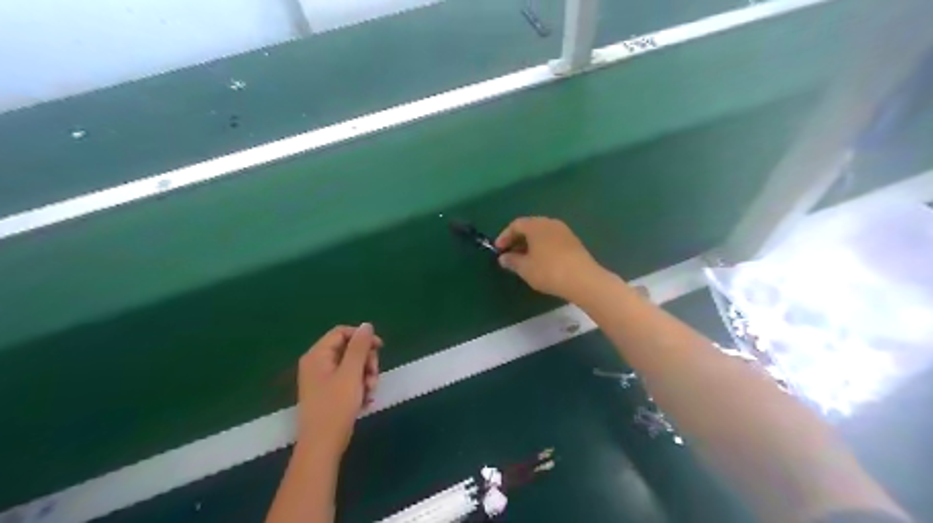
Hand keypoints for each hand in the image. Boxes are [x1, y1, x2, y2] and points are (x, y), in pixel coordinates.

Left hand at [297, 322, 380, 457]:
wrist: (323, 445)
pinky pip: (350, 381)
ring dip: (366, 376)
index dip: (362, 337)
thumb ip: (360, 347)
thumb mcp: (351, 373)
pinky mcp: (330, 393)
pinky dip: (360, 387)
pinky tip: (366, 400)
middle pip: (349, 349)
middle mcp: (318, 364)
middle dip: (366, 361)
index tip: (380, 347)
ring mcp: (323, 379)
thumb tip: (367, 325)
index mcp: (317, 355)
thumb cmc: (336, 406)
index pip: (342, 333)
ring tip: (371, 392)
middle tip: (374, 375)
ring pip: (353, 366)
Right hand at [494, 215, 604, 297]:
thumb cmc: (548, 271)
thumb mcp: (525, 268)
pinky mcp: (574, 242)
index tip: (498, 250)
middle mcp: (550, 223)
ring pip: (542, 234)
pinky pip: (552, 240)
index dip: (504, 236)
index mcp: (536, 225)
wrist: (583, 279)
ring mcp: (564, 231)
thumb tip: (504, 258)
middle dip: (517, 239)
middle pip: (530, 227)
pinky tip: (540, 261)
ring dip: (530, 244)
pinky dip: (542, 247)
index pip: (516, 225)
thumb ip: (512, 261)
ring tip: (524, 259)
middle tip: (509, 254)